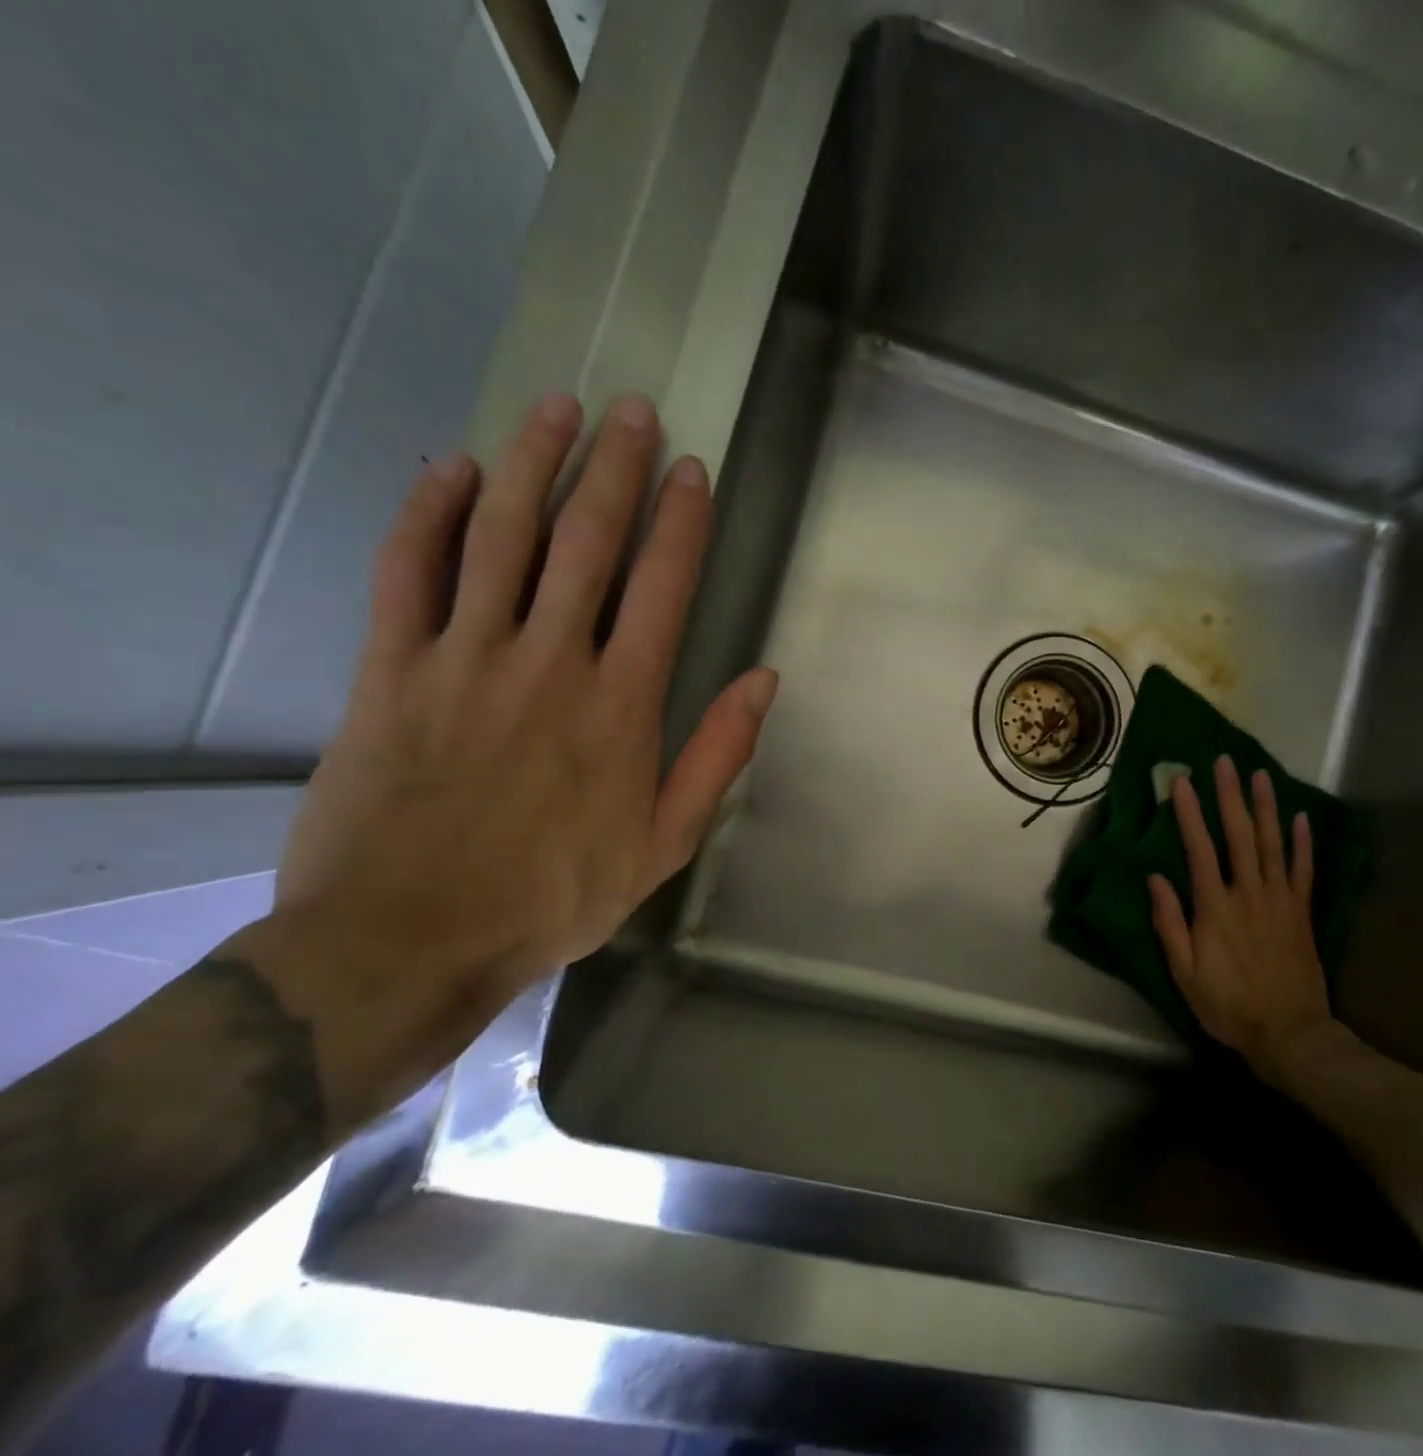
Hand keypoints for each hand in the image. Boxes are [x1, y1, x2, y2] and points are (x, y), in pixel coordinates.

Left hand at [276, 391, 775, 1012]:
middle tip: (631, 410)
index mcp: (622, 703)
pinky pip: (408, 572)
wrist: (411, 940)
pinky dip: (427, 513)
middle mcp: (551, 662)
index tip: (691, 469)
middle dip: (614, 468)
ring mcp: (465, 658)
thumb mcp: (665, 843)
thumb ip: (717, 756)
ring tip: (554, 407)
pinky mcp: (391, 669)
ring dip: (530, 464)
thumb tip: (763, 681)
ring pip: (499, 536)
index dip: (681, 521)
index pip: (662, 586)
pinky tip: (449, 469)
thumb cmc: (555, 895)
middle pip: (586, 541)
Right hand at [1147, 755, 1335, 1083]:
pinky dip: (1303, 843)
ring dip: (1266, 807)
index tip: (1183, 781)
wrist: (1290, 1035)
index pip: (1200, 848)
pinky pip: (1304, 871)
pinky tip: (1301, 818)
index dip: (1190, 813)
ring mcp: (1280, 900)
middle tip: (1225, 761)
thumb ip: (1169, 923)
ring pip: (1274, 844)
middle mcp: (1249, 893)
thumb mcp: (1184, 972)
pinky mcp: (1302, 913)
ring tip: (1261, 775)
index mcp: (1215, 907)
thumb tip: (1156, 878)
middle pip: (1240, 835)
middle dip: (1230, 796)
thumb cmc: (1228, 1005)